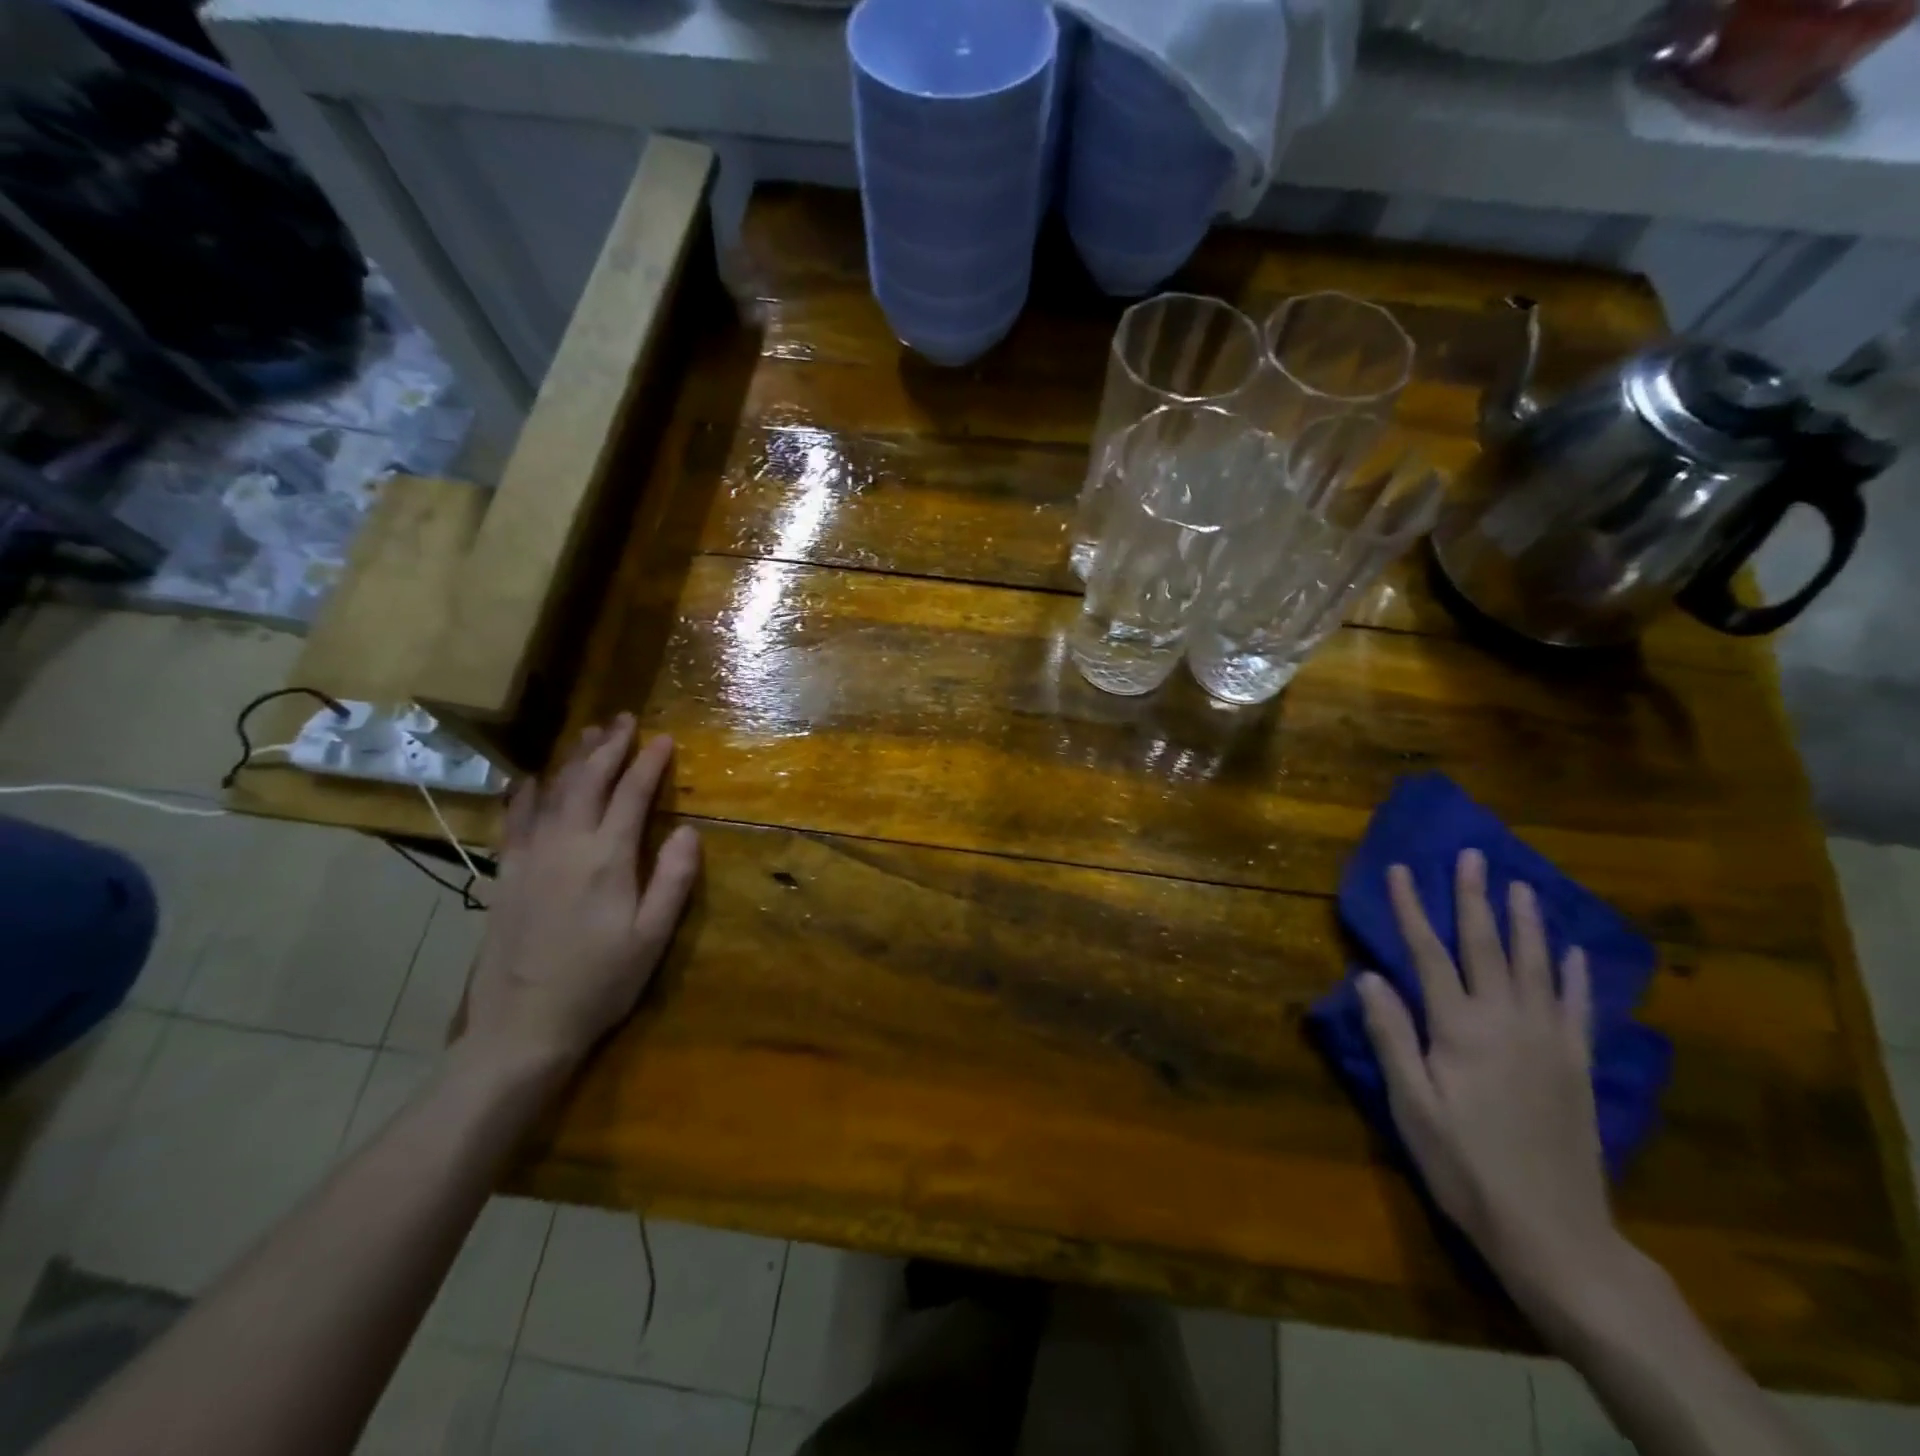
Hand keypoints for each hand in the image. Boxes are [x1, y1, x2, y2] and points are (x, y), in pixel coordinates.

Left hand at [459, 714, 699, 1074]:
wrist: (521, 1026)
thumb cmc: (599, 983)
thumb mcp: (652, 937)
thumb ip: (673, 880)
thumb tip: (688, 831)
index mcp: (608, 859)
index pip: (631, 795)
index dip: (649, 763)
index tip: (664, 738)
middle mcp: (566, 845)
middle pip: (587, 782)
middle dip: (609, 748)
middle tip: (625, 720)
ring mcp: (530, 857)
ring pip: (551, 792)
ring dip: (573, 760)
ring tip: (589, 735)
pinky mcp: (507, 874)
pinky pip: (515, 820)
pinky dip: (526, 793)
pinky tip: (532, 779)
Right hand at [1358, 849, 1625, 1310]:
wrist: (1554, 1233)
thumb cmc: (1465, 1166)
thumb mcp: (1411, 1106)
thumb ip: (1391, 1036)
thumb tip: (1368, 977)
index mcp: (1459, 1029)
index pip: (1428, 954)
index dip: (1412, 909)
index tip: (1400, 869)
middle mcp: (1507, 1021)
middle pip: (1487, 946)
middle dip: (1474, 897)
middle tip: (1472, 855)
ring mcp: (1549, 1041)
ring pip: (1535, 966)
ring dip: (1525, 922)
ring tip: (1520, 885)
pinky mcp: (1577, 1065)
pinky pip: (1578, 1007)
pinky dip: (1574, 974)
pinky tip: (1573, 951)